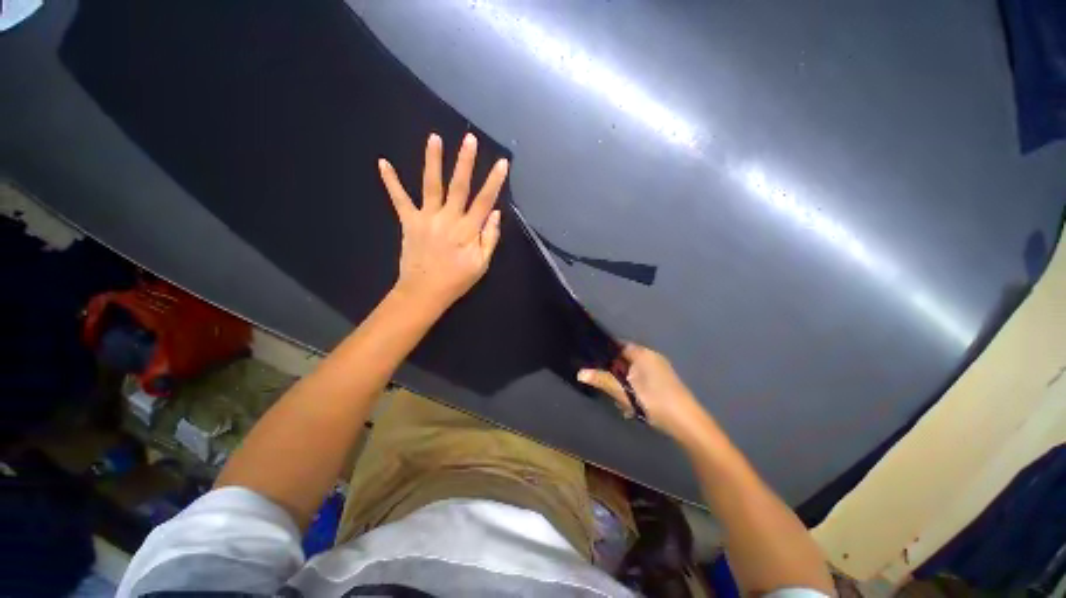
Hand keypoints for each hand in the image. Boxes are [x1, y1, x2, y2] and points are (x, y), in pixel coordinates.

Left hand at [379, 132, 508, 311]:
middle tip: (469, 138)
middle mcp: (448, 218)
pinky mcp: (409, 222)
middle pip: (459, 186)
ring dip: (433, 161)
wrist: (425, 291)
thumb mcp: (482, 264)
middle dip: (465, 162)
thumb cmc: (457, 279)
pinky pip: (399, 199)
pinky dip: (391, 182)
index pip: (485, 201)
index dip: (494, 181)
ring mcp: (427, 218)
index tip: (501, 162)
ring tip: (434, 138)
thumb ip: (490, 238)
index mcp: (468, 230)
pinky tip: (382, 162)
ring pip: (431, 185)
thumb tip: (496, 213)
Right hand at [577, 343, 710, 439]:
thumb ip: (602, 380)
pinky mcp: (665, 381)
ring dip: (625, 384)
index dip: (606, 352)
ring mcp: (660, 369)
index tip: (594, 361)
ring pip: (634, 372)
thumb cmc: (653, 400)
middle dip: (615, 373)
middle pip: (626, 359)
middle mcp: (652, 357)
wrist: (687, 422)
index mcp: (642, 353)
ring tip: (621, 401)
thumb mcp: (624, 391)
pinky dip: (636, 389)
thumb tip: (580, 373)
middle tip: (608, 387)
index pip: (619, 345)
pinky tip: (634, 406)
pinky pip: (643, 379)